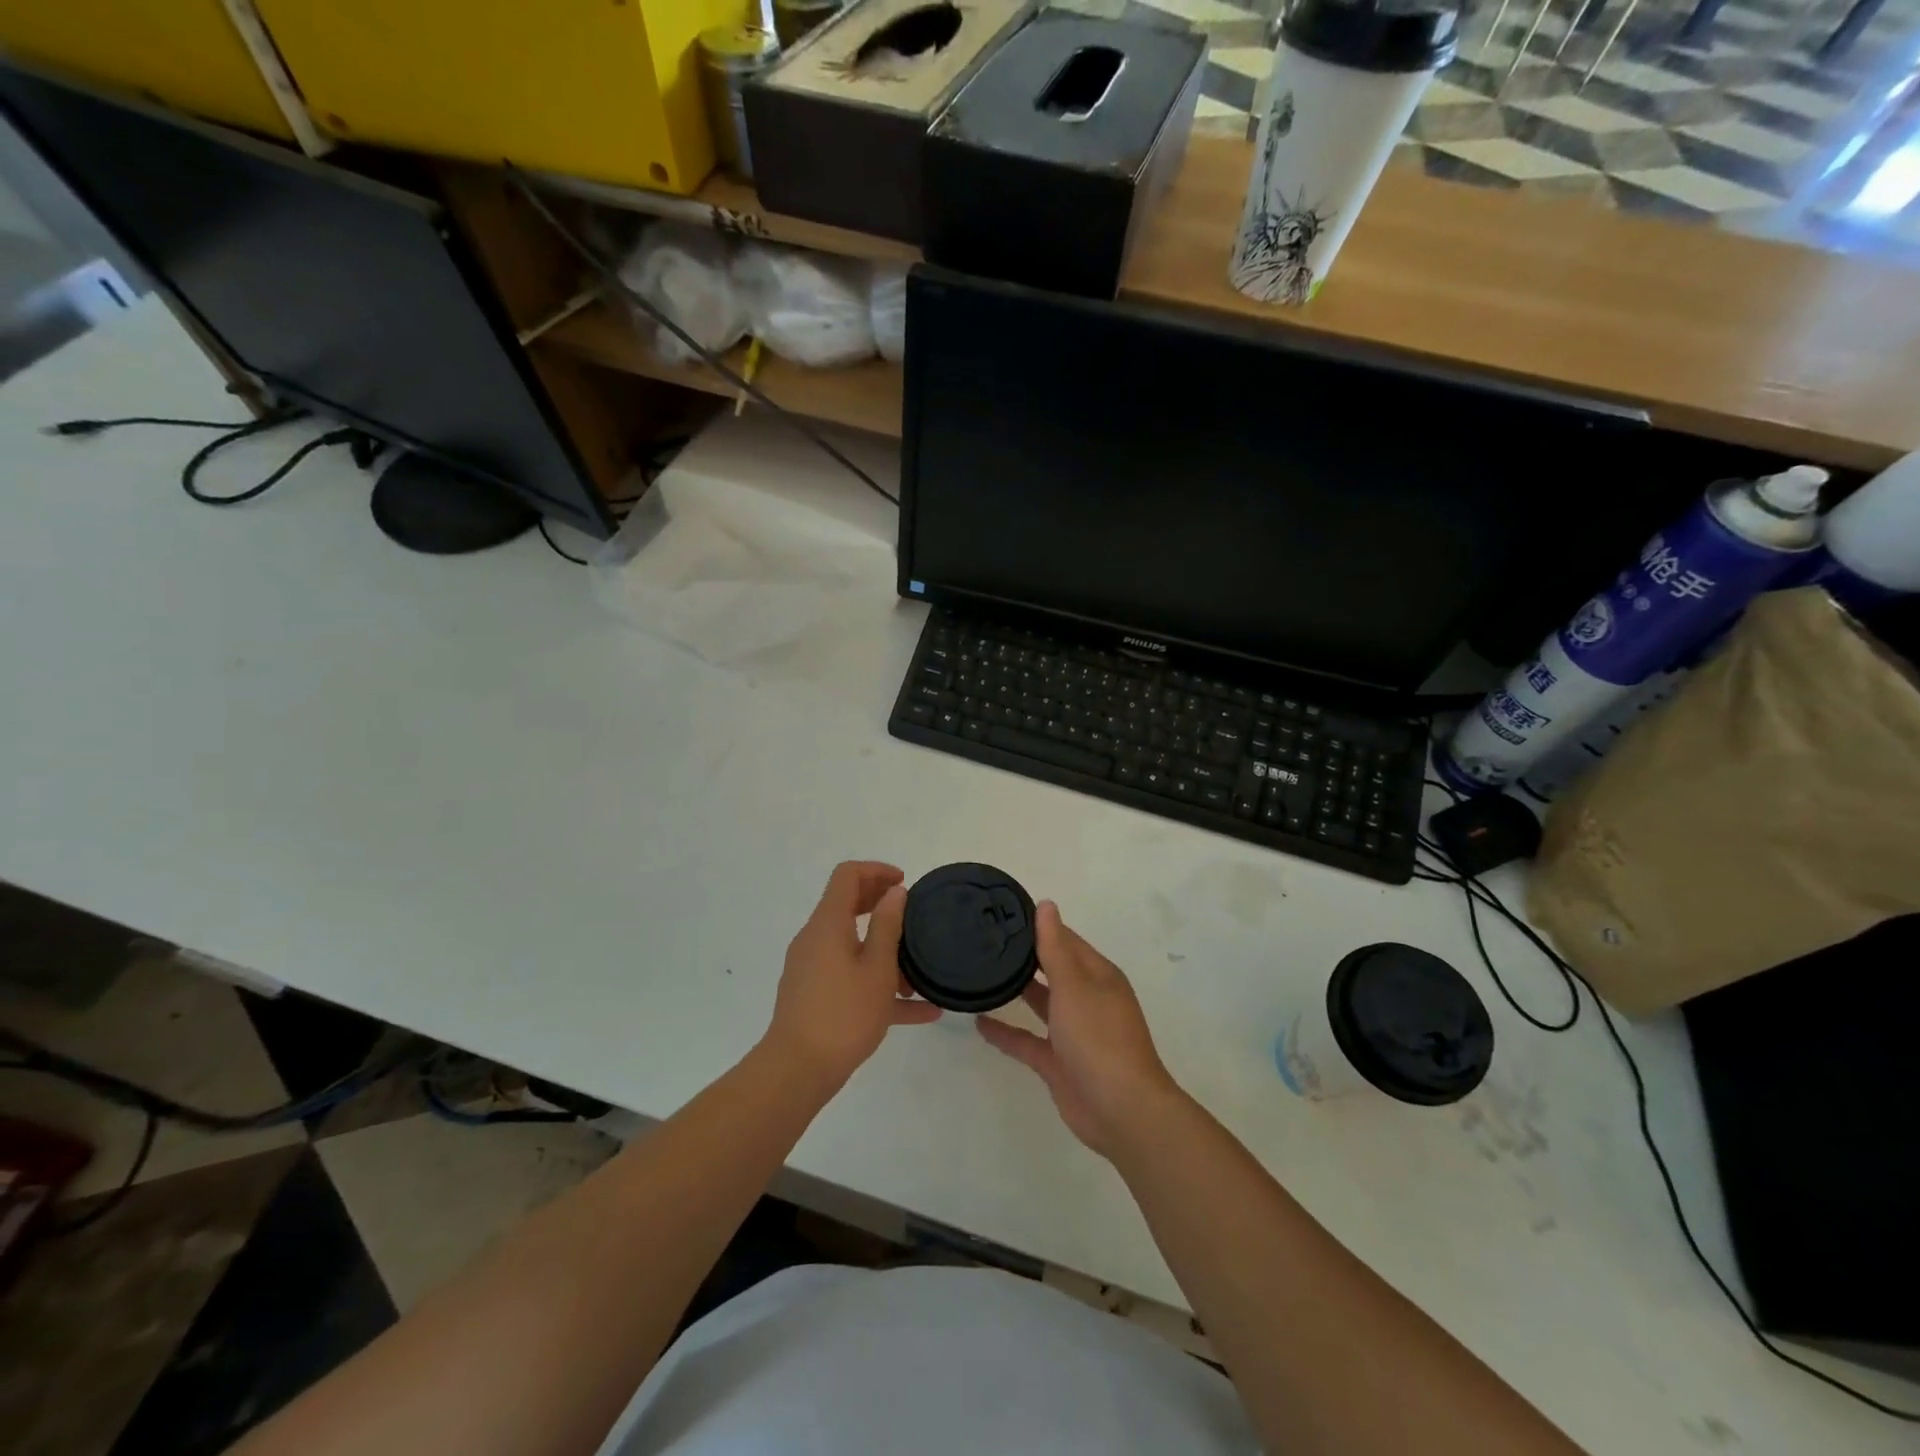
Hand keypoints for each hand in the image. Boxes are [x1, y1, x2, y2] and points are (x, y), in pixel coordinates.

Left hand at [765, 861, 942, 1091]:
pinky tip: (919, 1012)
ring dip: (884, 952)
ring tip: (920, 975)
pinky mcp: (814, 995)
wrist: (797, 1070)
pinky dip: (878, 984)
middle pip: (848, 905)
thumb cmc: (843, 1013)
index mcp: (828, 923)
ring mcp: (812, 968)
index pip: (847, 876)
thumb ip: (887, 925)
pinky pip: (850, 978)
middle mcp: (816, 938)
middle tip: (913, 915)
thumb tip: (894, 892)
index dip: (876, 871)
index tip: (904, 883)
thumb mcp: (877, 968)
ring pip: (852, 946)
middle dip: (881, 905)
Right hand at [977, 901, 1180, 1158]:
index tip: (1004, 914)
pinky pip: (1027, 1040)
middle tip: (985, 940)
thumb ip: (1055, 947)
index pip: (1066, 940)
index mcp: (1098, 975)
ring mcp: (1072, 1032)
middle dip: (1025, 956)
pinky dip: (1006, 1032)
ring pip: (1041, 1003)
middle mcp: (1087, 999)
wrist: (1120, 1109)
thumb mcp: (1074, 985)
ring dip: (1017, 990)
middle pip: (1053, 969)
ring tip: (982, 973)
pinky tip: (979, 1022)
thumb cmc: (1099, 1036)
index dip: (1039, 926)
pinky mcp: (1058, 1062)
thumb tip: (1047, 904)